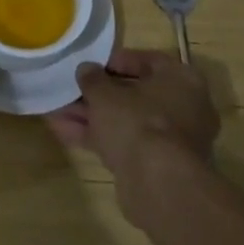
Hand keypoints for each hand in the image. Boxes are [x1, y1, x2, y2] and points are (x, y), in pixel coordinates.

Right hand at [48, 49, 221, 224]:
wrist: (158, 183)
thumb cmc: (137, 121)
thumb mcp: (105, 93)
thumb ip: (93, 78)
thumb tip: (86, 70)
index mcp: (182, 80)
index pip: (148, 61)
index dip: (116, 61)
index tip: (91, 66)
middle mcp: (186, 108)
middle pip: (136, 95)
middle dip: (99, 95)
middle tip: (71, 91)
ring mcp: (174, 140)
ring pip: (128, 121)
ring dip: (93, 117)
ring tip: (57, 112)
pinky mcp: (160, 166)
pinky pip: (127, 143)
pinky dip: (100, 138)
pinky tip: (65, 133)